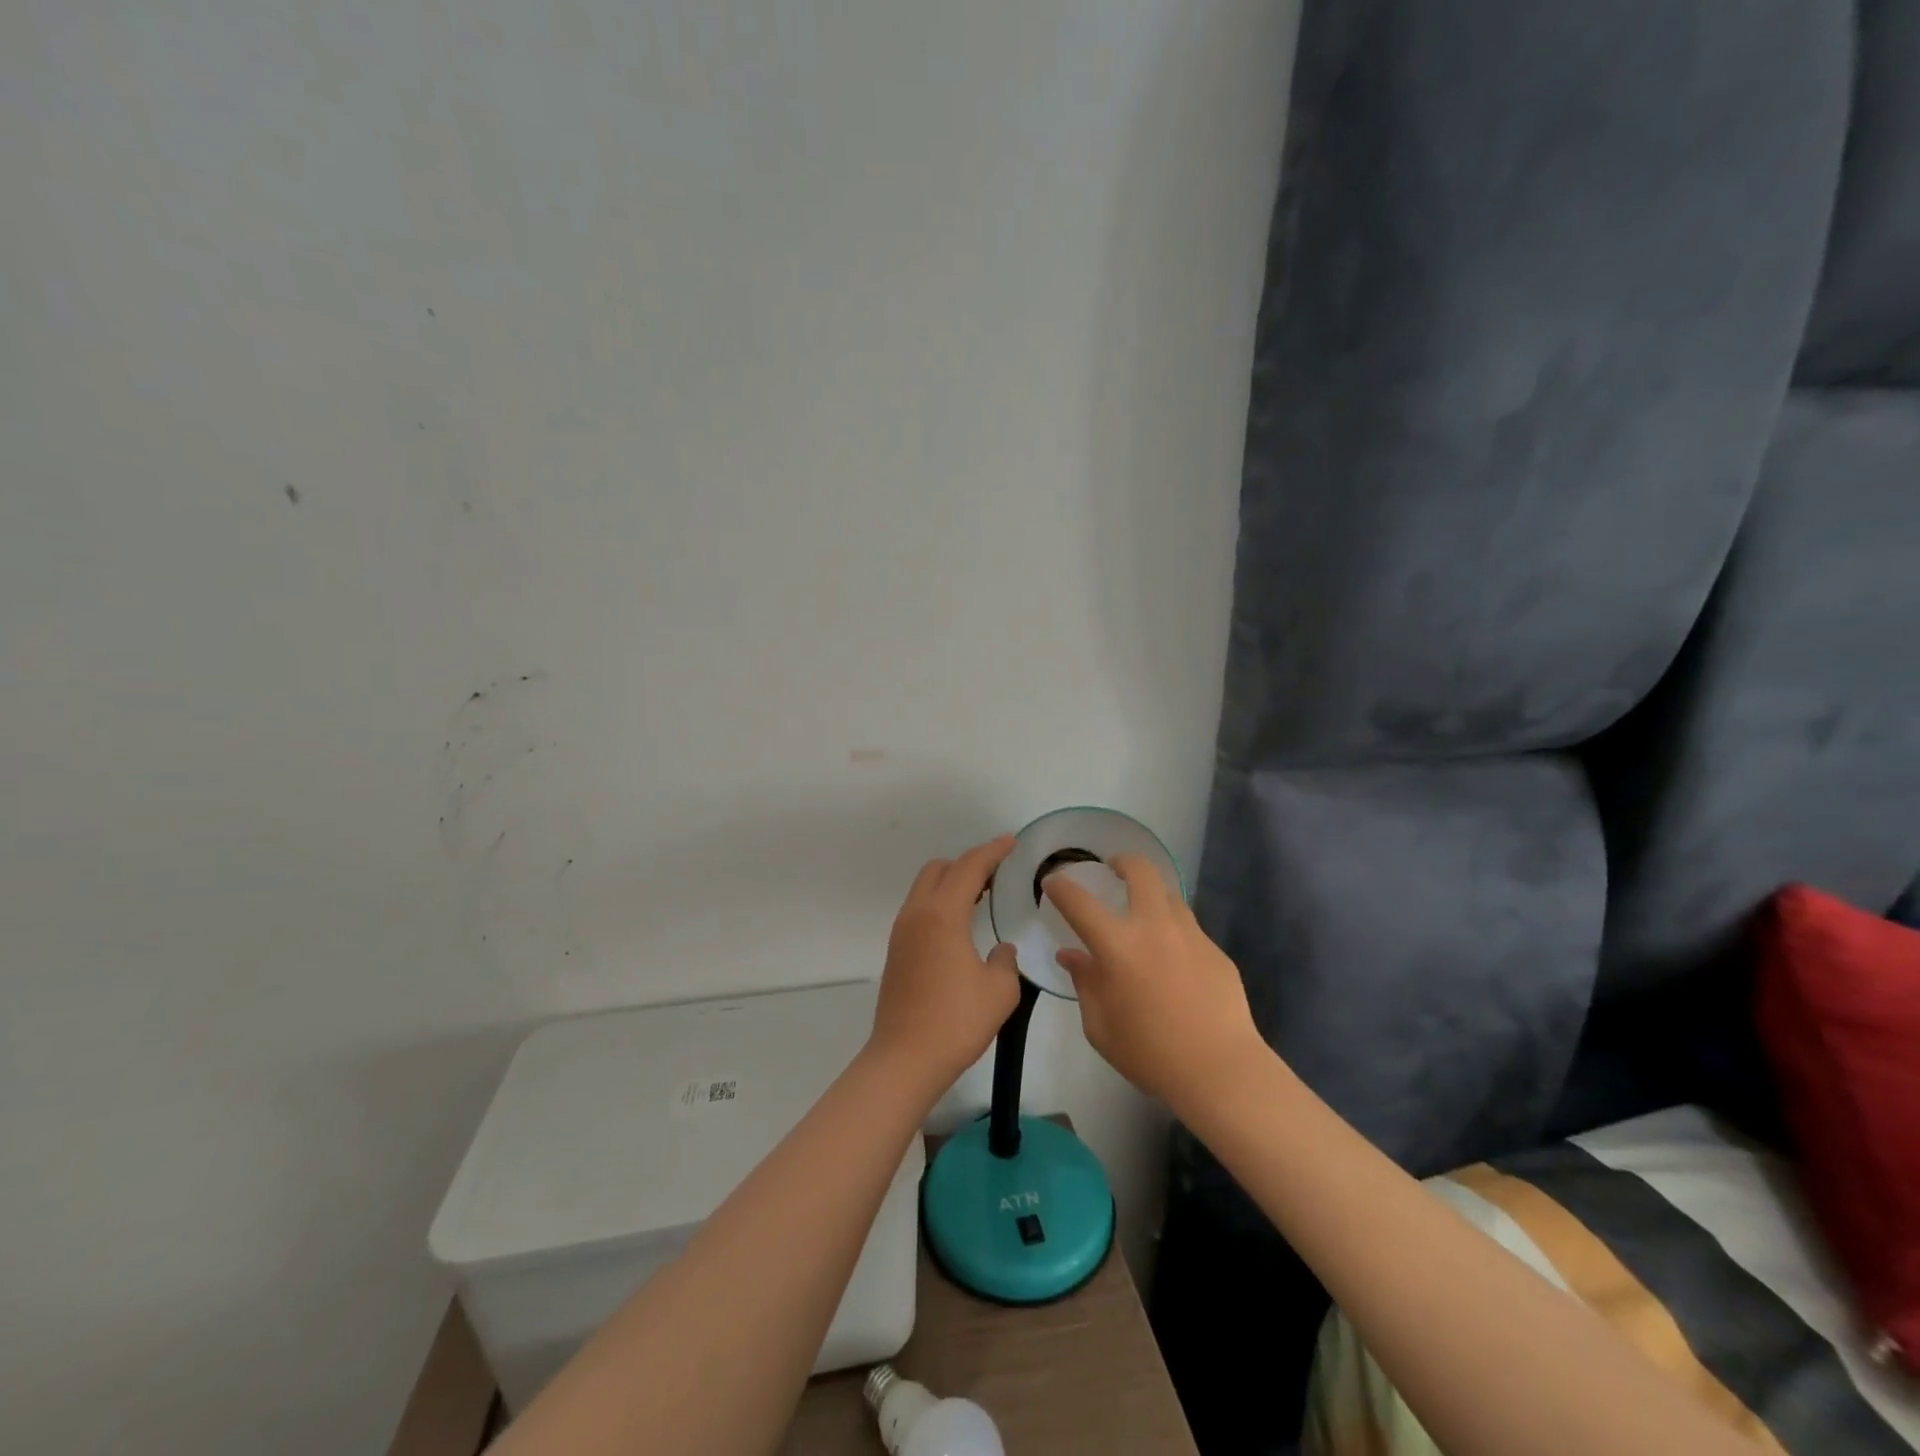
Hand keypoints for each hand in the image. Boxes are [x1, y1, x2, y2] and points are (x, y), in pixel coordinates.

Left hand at [869, 835, 1022, 1091]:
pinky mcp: (897, 951)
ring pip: (925, 888)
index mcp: (942, 915)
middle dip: (968, 863)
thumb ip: (1005, 961)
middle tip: (997, 873)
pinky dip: (941, 903)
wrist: (905, 1059)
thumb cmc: (956, 1021)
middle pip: (939, 869)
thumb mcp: (999, 991)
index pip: (969, 867)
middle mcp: (917, 914)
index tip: (1011, 841)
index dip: (992, 851)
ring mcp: (902, 932)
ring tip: (982, 896)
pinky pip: (920, 909)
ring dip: (952, 883)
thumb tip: (1000, 950)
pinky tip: (960, 925)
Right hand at [1045, 855, 1269, 1111]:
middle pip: (1141, 872)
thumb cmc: (1149, 1053)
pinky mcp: (1216, 951)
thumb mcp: (1100, 1026)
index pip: (1079, 902)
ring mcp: (1190, 935)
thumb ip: (1085, 983)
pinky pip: (1189, 929)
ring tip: (1144, 914)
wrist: (1220, 1070)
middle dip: (1123, 862)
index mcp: (1117, 946)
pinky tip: (1173, 961)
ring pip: (1170, 895)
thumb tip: (1072, 956)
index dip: (1061, 887)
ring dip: (1151, 895)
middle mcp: (1154, 927)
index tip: (1052, 882)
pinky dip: (1173, 932)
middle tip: (1114, 869)